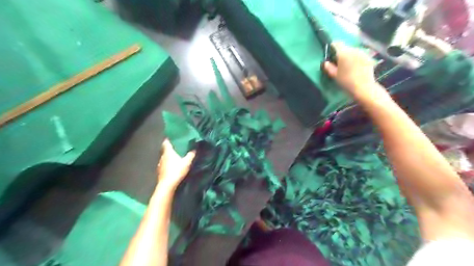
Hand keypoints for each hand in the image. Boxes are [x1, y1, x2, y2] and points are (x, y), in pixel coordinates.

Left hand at [157, 140, 195, 190]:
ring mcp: (160, 164)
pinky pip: (164, 164)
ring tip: (175, 156)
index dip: (169, 139)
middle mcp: (163, 156)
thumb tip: (194, 148)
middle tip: (177, 147)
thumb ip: (191, 155)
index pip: (166, 142)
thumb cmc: (176, 171)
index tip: (173, 137)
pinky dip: (167, 163)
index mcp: (168, 152)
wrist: (167, 185)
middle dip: (170, 148)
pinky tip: (172, 166)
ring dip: (169, 156)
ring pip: (164, 157)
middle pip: (165, 149)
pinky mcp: (160, 171)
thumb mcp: (187, 162)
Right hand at [325, 43, 380, 100]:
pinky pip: (359, 55)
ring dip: (349, 55)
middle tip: (339, 62)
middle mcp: (353, 49)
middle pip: (345, 47)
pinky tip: (355, 67)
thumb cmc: (346, 81)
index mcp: (343, 53)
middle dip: (341, 53)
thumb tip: (326, 62)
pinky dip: (356, 58)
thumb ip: (329, 67)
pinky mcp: (368, 57)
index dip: (333, 46)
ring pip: (353, 51)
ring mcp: (362, 53)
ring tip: (348, 65)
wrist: (363, 87)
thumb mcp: (334, 75)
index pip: (337, 43)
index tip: (331, 52)